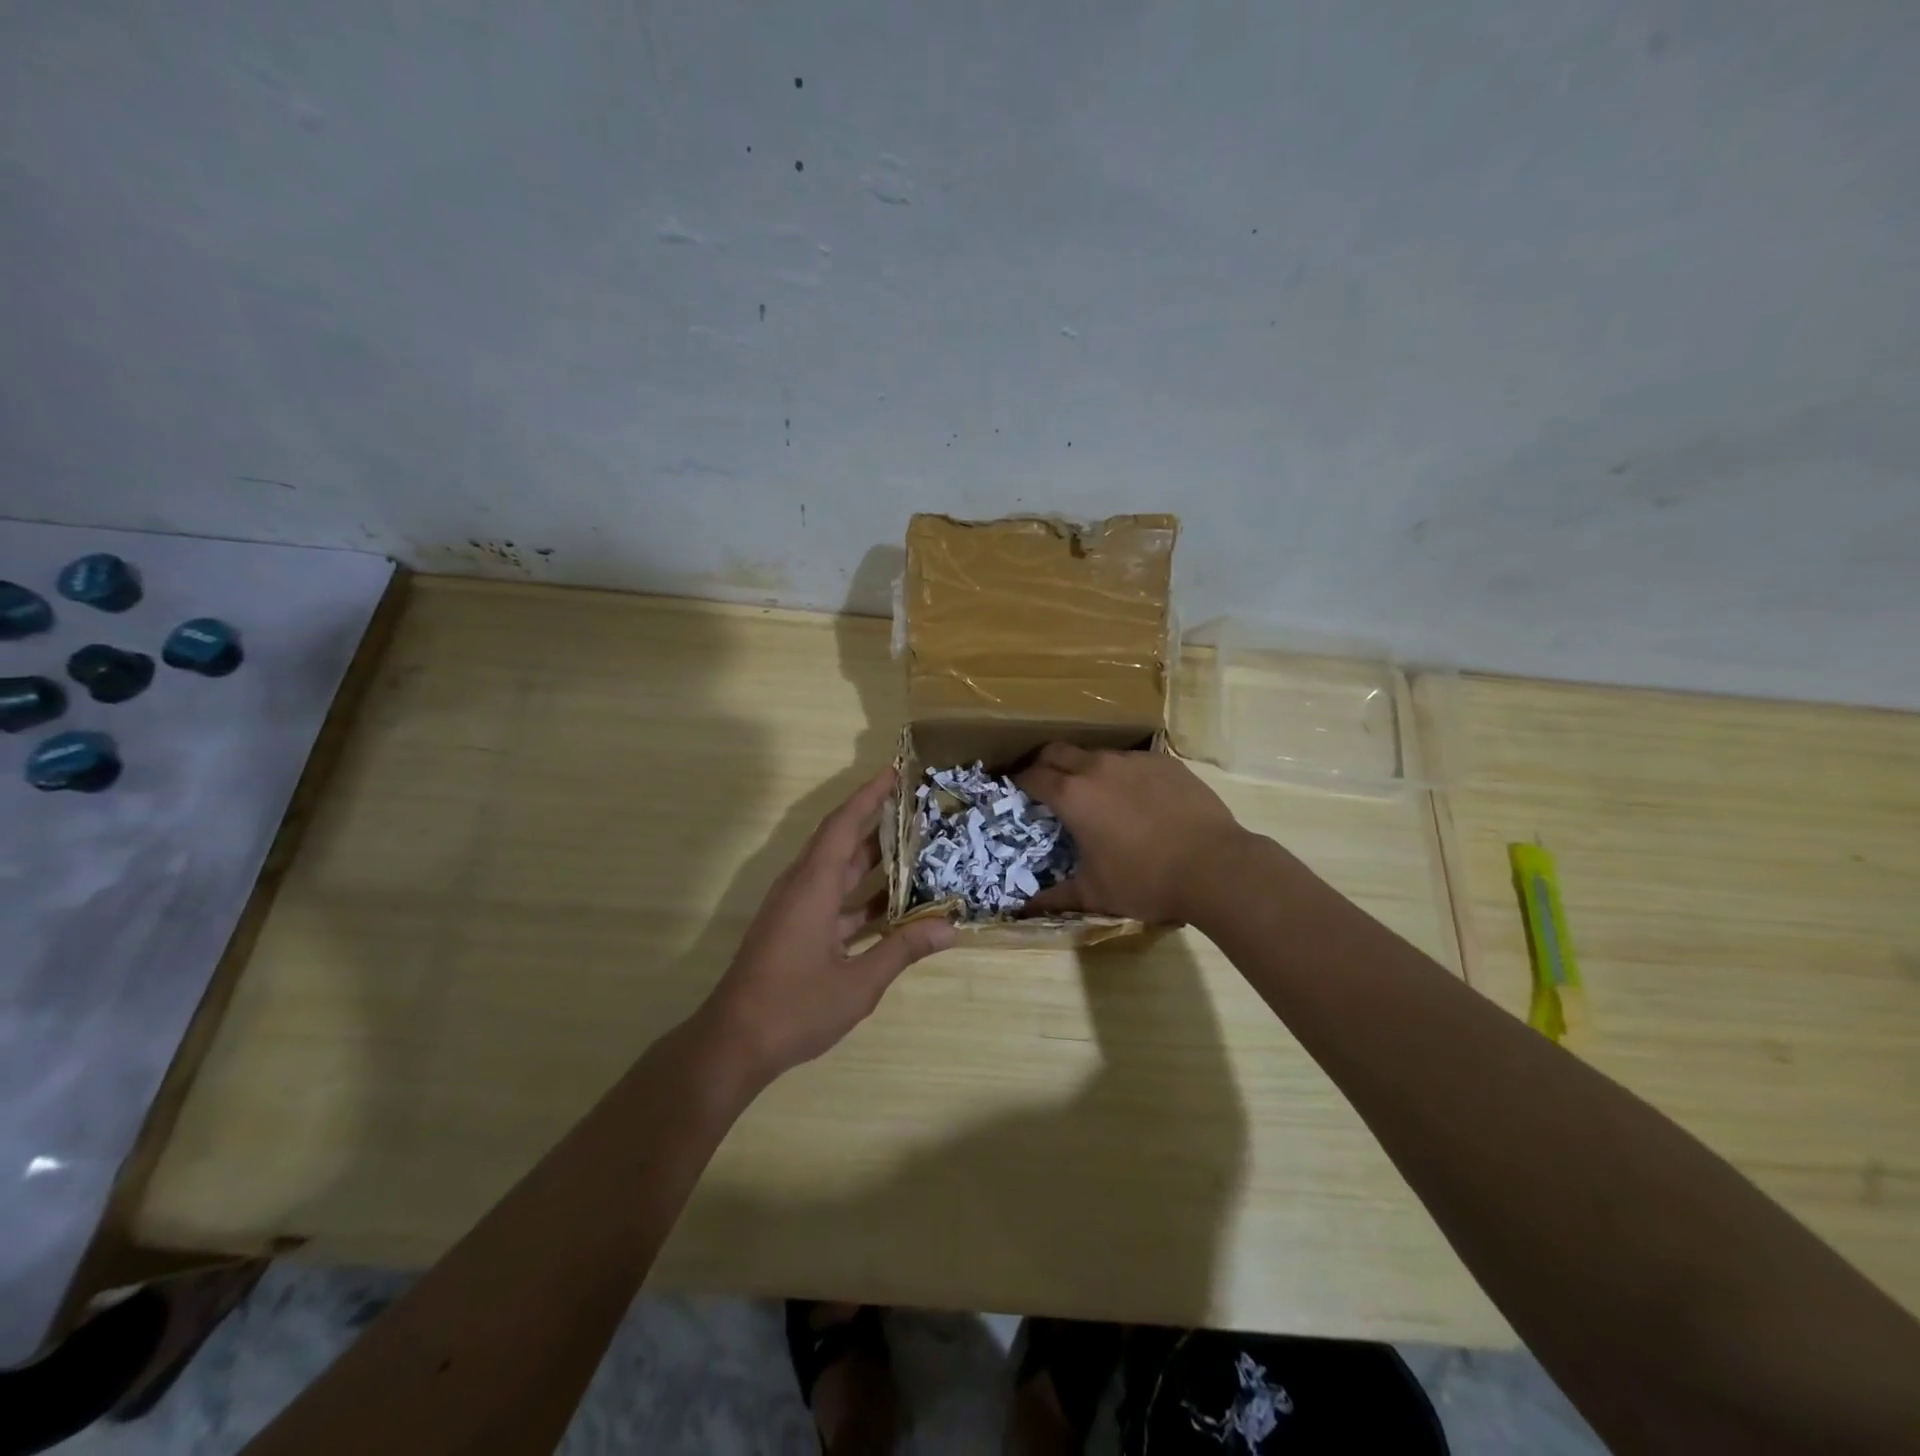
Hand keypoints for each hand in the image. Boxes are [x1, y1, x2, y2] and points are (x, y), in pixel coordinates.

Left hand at [698, 767, 955, 1088]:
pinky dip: (863, 897)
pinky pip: (835, 900)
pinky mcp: (796, 931)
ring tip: (918, 849)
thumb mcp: (859, 983)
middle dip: (878, 822)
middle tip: (919, 808)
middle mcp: (802, 888)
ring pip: (839, 872)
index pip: (843, 825)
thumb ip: (903, 950)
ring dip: (873, 861)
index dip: (868, 795)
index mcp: (813, 886)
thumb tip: (950, 927)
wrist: (733, 1044)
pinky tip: (895, 906)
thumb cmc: (794, 1008)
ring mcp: (797, 910)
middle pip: (842, 842)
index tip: (895, 772)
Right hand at [1015, 745, 1246, 923]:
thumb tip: (1024, 910)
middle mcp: (1097, 767)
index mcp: (1072, 796)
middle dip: (1044, 763)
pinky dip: (1123, 774)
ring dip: (1085, 768)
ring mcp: (1133, 760)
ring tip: (1094, 793)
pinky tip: (1136, 798)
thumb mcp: (1095, 893)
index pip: (1033, 776)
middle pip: (1058, 751)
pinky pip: (1132, 761)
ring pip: (1097, 754)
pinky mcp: (1165, 762)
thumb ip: (1055, 897)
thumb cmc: (1145, 881)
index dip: (1019, 782)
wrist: (1214, 866)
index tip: (1016, 791)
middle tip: (1045, 783)